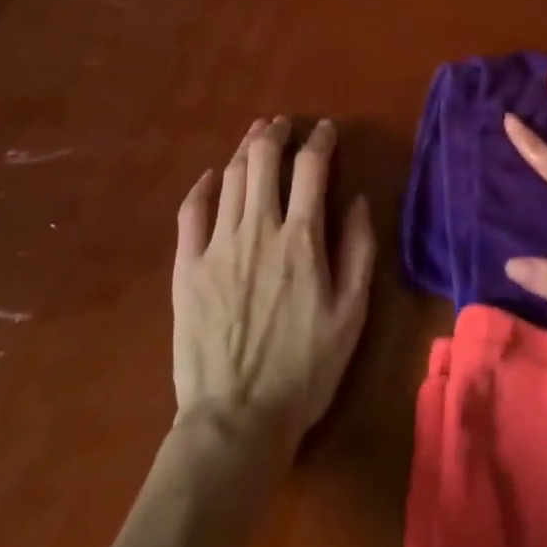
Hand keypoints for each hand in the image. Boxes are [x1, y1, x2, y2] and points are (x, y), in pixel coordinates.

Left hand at [171, 117, 376, 455]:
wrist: (236, 421)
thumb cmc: (304, 369)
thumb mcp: (351, 315)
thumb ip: (359, 251)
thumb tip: (357, 200)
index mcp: (300, 238)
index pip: (311, 167)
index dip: (320, 140)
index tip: (326, 130)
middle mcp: (258, 228)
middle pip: (264, 159)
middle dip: (276, 133)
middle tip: (284, 125)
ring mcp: (218, 245)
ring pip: (231, 176)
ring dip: (246, 148)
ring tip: (255, 135)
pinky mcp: (187, 267)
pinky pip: (190, 212)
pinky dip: (202, 186)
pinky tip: (211, 176)